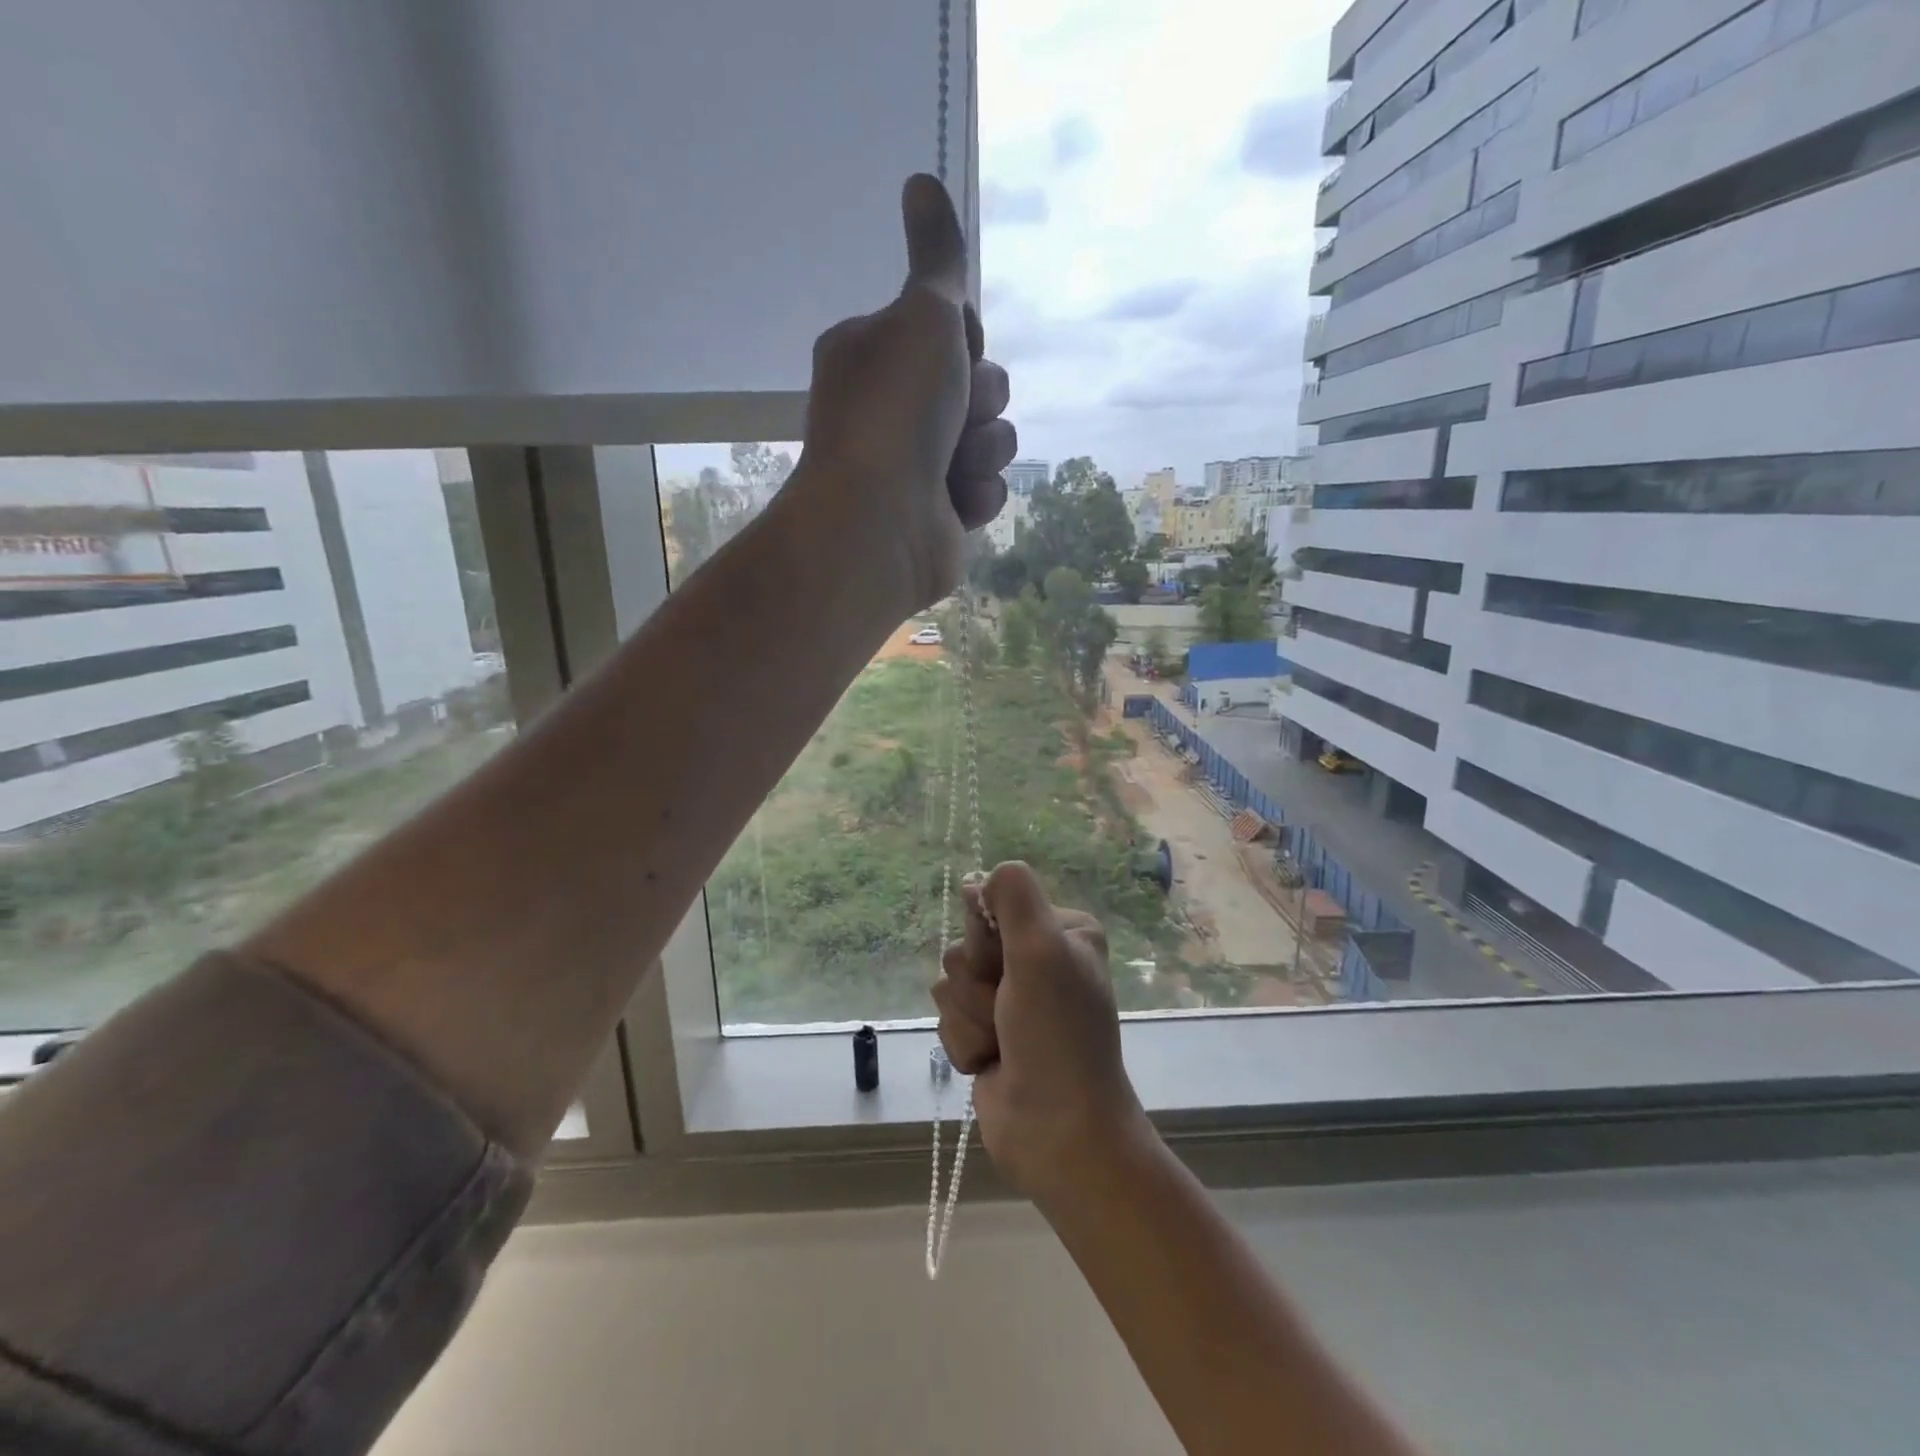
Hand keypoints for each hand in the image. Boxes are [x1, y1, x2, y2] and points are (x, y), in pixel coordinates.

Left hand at [796, 174, 1015, 612]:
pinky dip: (976, 495)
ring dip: (983, 451)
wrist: (880, 524)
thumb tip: (924, 180)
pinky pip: (988, 488)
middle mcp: (896, 407)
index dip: (966, 342)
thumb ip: (937, 260)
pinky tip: (952, 505)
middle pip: (982, 384)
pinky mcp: (941, 512)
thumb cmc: (896, 413)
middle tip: (952, 417)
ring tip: (950, 469)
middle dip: (981, 401)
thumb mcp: (922, 318)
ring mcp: (919, 464)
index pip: (954, 330)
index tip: (950, 354)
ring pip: (992, 439)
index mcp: (878, 353)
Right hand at [933, 861, 1150, 1206]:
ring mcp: (1010, 1000)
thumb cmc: (1056, 1035)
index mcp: (1059, 930)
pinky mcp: (987, 1034)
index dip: (987, 938)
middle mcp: (1036, 959)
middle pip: (965, 945)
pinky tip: (991, 1064)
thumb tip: (980, 880)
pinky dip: (965, 1043)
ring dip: (970, 1018)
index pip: (991, 903)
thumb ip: (1014, 895)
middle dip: (978, 984)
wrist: (1056, 1132)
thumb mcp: (1043, 949)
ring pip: (950, 984)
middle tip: (1009, 1011)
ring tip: (1002, 1044)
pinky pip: (947, 1020)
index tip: (1007, 965)